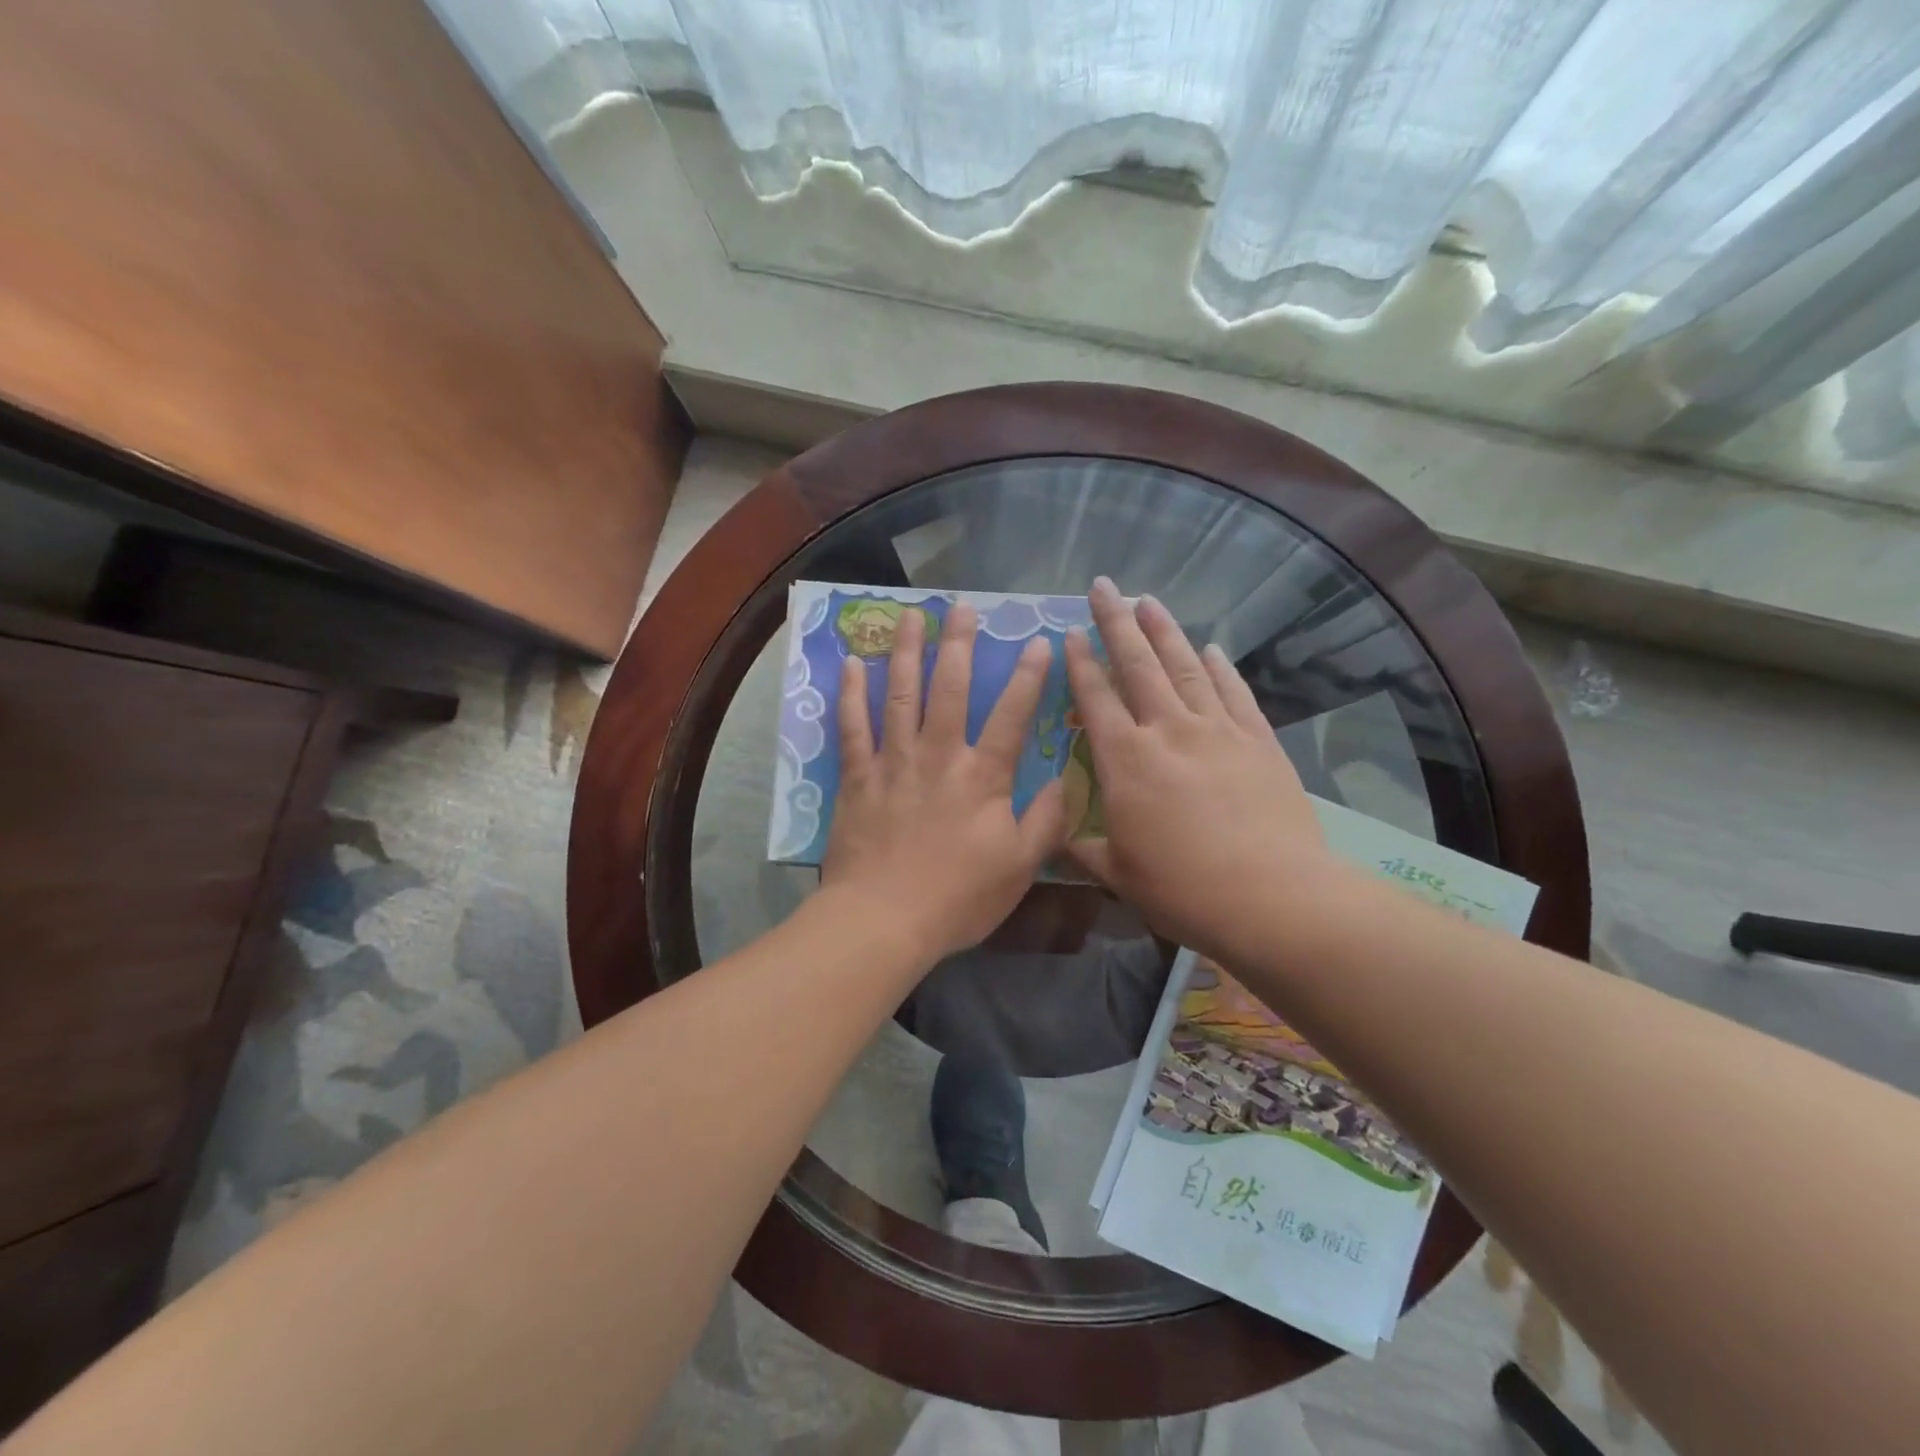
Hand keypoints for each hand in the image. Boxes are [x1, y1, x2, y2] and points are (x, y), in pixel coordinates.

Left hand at [822, 603, 1068, 963]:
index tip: (1040, 641)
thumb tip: (1068, 780)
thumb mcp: (1019, 867)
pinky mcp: (858, 777)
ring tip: (911, 616)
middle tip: (962, 606)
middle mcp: (938, 755)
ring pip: (900, 694)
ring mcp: (893, 762)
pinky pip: (852, 726)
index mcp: (982, 776)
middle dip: (959, 644)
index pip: (1011, 715)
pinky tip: (853, 663)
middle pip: (950, 688)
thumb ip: (1047, 820)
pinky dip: (851, 693)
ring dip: (907, 652)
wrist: (883, 920)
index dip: (1028, 676)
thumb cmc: (958, 897)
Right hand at [1063, 578, 1332, 963]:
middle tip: (1104, 586)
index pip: (1095, 698)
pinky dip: (1220, 667)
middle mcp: (1167, 731)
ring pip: (1184, 667)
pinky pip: (1233, 692)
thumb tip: (1055, 840)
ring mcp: (1217, 730)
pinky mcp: (1258, 740)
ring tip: (1149, 600)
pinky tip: (1211, 648)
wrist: (1271, 897)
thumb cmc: (1183, 889)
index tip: (1069, 631)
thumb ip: (1083, 849)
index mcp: (1125, 761)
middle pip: (1137, 665)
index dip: (1079, 662)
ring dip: (1164, 631)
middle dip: (1116, 622)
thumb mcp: (1119, 874)